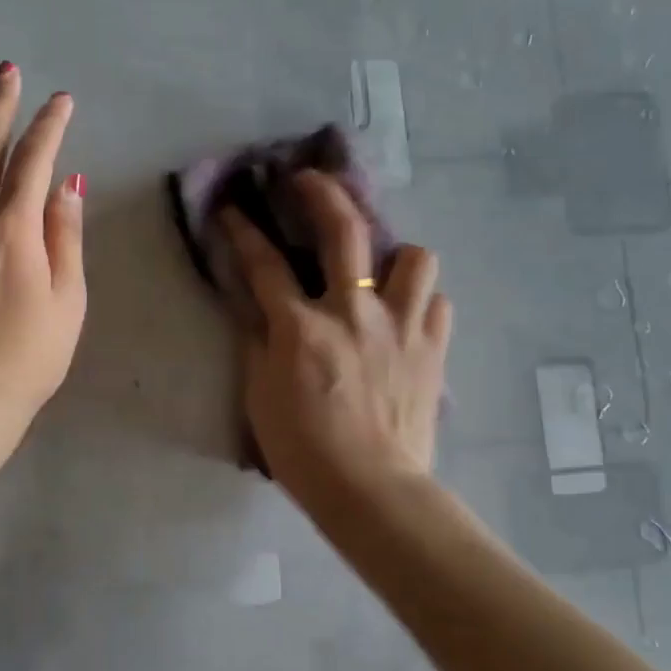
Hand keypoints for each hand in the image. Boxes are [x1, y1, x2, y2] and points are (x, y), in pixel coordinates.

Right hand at [223, 170, 451, 507]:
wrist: (372, 490)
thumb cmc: (305, 451)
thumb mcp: (260, 397)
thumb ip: (259, 344)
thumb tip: (259, 310)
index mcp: (303, 326)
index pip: (263, 264)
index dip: (243, 230)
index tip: (233, 208)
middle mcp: (354, 311)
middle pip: (343, 230)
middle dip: (322, 192)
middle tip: (309, 180)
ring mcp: (401, 326)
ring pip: (414, 257)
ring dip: (395, 256)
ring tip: (381, 271)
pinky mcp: (432, 349)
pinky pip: (437, 304)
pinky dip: (421, 303)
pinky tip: (407, 318)